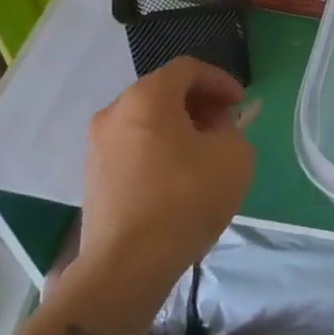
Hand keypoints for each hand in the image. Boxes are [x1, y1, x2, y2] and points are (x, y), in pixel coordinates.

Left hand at [70, 56, 254, 309]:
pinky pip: (132, 147)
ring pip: (145, 120)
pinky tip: (178, 176)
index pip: (188, 69)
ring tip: (204, 151)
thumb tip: (216, 130)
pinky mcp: (92, 178)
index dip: (220, 80)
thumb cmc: (186, 198)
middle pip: (163, 92)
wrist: (127, 266)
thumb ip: (231, 130)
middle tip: (225, 123)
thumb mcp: (234, 155)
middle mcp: (115, 113)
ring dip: (177, 126)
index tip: (240, 103)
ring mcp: (97, 147)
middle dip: (198, 102)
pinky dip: (158, 149)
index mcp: (147, 97)